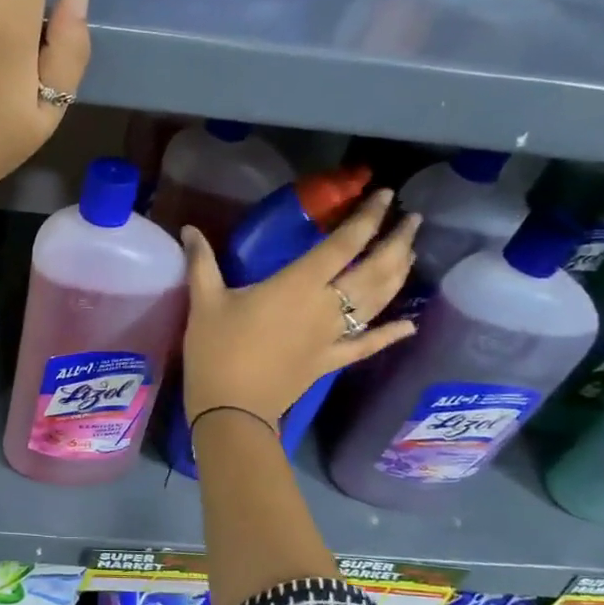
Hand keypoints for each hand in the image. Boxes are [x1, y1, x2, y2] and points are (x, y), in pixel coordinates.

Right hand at [180, 191, 419, 428]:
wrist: (231, 408)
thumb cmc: (217, 350)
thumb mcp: (204, 302)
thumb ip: (202, 262)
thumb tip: (189, 229)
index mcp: (298, 284)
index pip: (343, 244)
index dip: (367, 218)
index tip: (384, 195)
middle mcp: (326, 306)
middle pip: (374, 270)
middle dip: (397, 242)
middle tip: (414, 220)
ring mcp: (333, 336)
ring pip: (376, 301)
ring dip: (398, 275)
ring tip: (410, 253)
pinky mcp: (330, 361)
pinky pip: (366, 346)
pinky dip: (390, 335)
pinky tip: (410, 325)